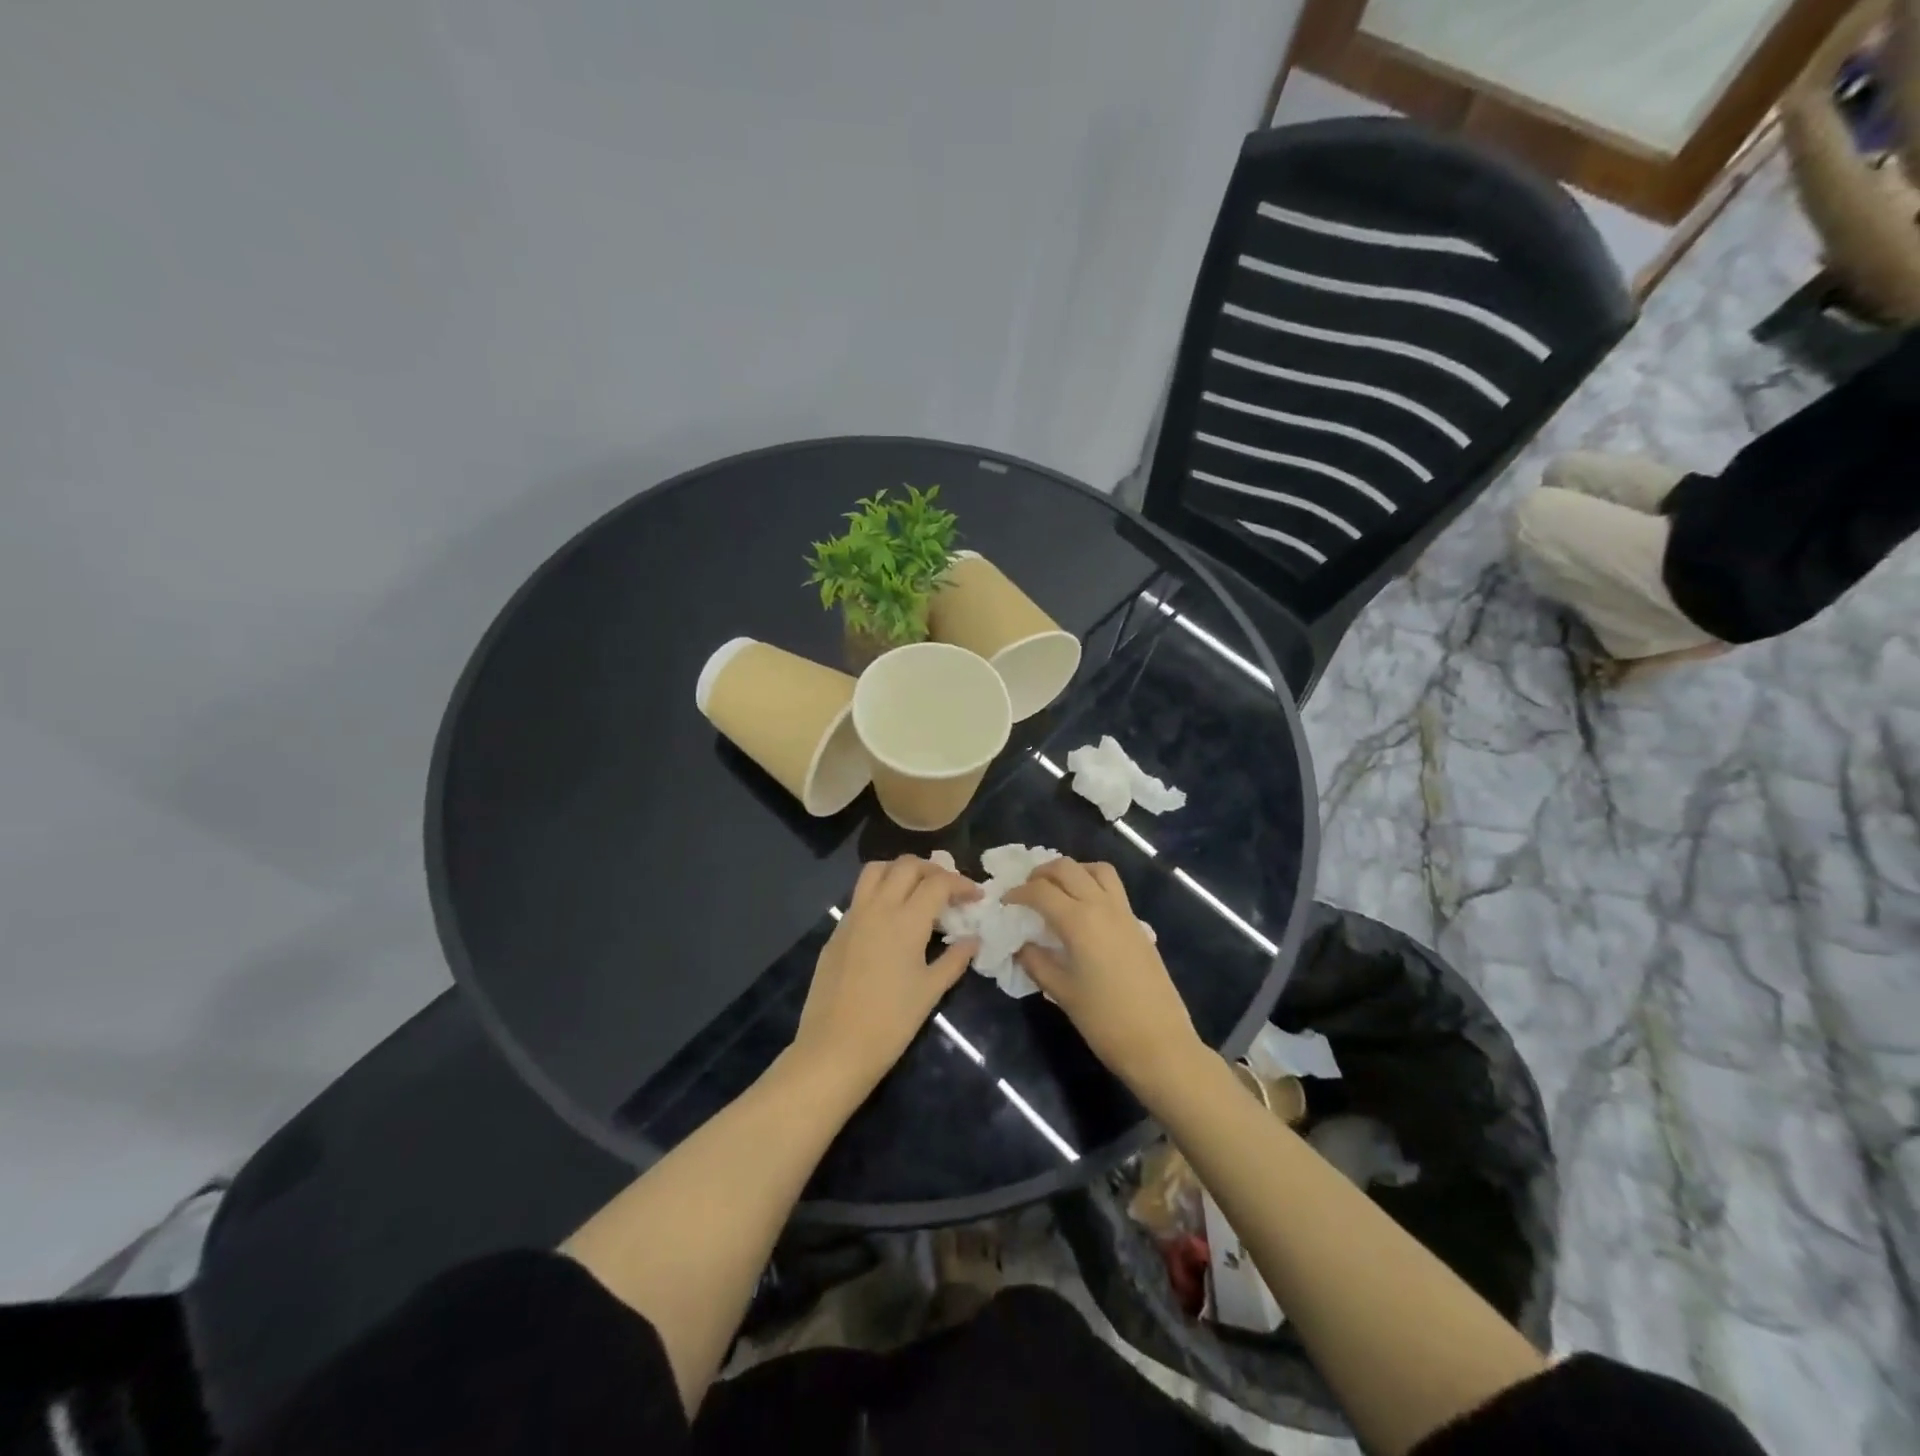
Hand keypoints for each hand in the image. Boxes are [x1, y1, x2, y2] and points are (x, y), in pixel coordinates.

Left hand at [789, 856, 979, 1099]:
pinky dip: (880, 891)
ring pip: (876, 870)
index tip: (976, 896)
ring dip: (900, 870)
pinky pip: (860, 894)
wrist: (835, 1047)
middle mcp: (878, 907)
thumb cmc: (890, 1021)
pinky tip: (890, 918)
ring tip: (917, 890)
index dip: (961, 883)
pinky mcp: (837, 930)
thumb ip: (955, 959)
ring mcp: (853, 916)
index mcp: (906, 919)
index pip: (938, 883)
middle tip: (948, 889)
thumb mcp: (930, 990)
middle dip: (932, 869)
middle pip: (907, 865)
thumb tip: (973, 940)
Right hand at [1005, 859, 1203, 1093]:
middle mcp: (1102, 906)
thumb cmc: (1104, 1021)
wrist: (1159, 1043)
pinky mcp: (1138, 924)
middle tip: (1027, 891)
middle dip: (1042, 873)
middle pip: (1067, 868)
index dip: (1018, 892)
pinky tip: (1084, 910)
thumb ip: (1036, 962)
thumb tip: (1021, 945)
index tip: (1005, 902)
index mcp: (1079, 921)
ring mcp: (1124, 913)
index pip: (1041, 891)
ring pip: (1096, 869)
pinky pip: (1113, 887)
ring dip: (1073, 871)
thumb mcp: (1061, 992)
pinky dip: (1093, 883)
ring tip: (1058, 890)